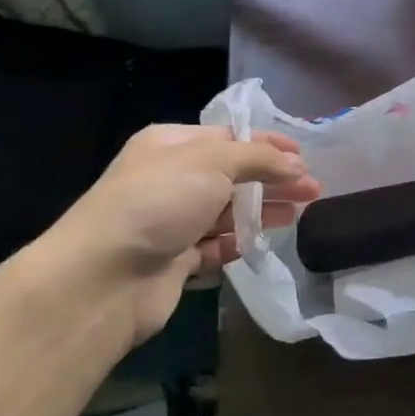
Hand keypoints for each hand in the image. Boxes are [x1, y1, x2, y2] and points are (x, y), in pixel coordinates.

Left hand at [34, 125, 320, 344]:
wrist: (102, 278)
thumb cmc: (158, 202)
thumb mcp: (213, 161)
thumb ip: (260, 158)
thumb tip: (296, 166)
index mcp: (171, 145)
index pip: (230, 137)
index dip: (268, 145)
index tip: (303, 156)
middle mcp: (171, 179)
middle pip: (233, 175)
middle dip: (273, 179)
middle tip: (312, 189)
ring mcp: (171, 222)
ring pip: (227, 211)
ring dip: (262, 211)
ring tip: (299, 214)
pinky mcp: (174, 261)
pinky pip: (215, 247)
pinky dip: (238, 244)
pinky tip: (262, 243)